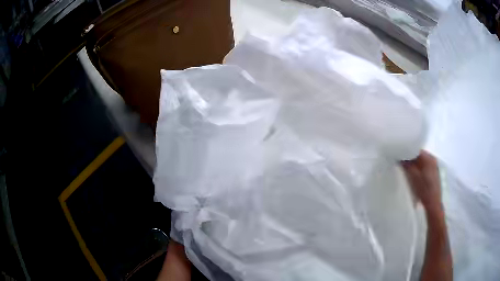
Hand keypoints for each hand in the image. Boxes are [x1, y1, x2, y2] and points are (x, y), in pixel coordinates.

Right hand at [401, 151, 441, 212]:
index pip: (416, 150)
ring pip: (422, 161)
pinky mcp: (434, 173)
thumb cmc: (424, 190)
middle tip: (402, 162)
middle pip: (419, 155)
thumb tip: (400, 157)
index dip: (407, 152)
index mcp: (429, 158)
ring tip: (407, 168)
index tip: (400, 156)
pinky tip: (414, 174)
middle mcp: (433, 159)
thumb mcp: (414, 177)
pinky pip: (424, 166)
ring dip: (414, 164)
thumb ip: (407, 166)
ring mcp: (434, 166)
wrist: (433, 203)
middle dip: (411, 158)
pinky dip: (419, 168)